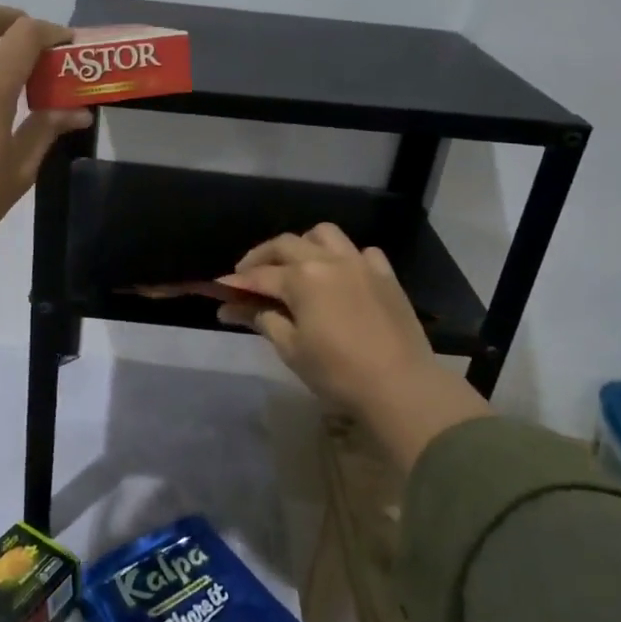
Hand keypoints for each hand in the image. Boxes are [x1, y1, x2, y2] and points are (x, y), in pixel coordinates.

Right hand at [219, 223, 491, 471]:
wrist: (401, 386)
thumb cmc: (337, 372)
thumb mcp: (291, 348)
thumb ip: (261, 319)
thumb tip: (232, 307)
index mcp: (302, 278)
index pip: (259, 275)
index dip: (236, 283)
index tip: (219, 290)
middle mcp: (328, 260)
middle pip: (286, 244)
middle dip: (261, 257)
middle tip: (249, 276)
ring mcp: (360, 264)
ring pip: (324, 235)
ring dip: (303, 244)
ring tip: (295, 266)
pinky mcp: (385, 275)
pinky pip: (361, 252)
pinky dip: (344, 257)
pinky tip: (340, 276)